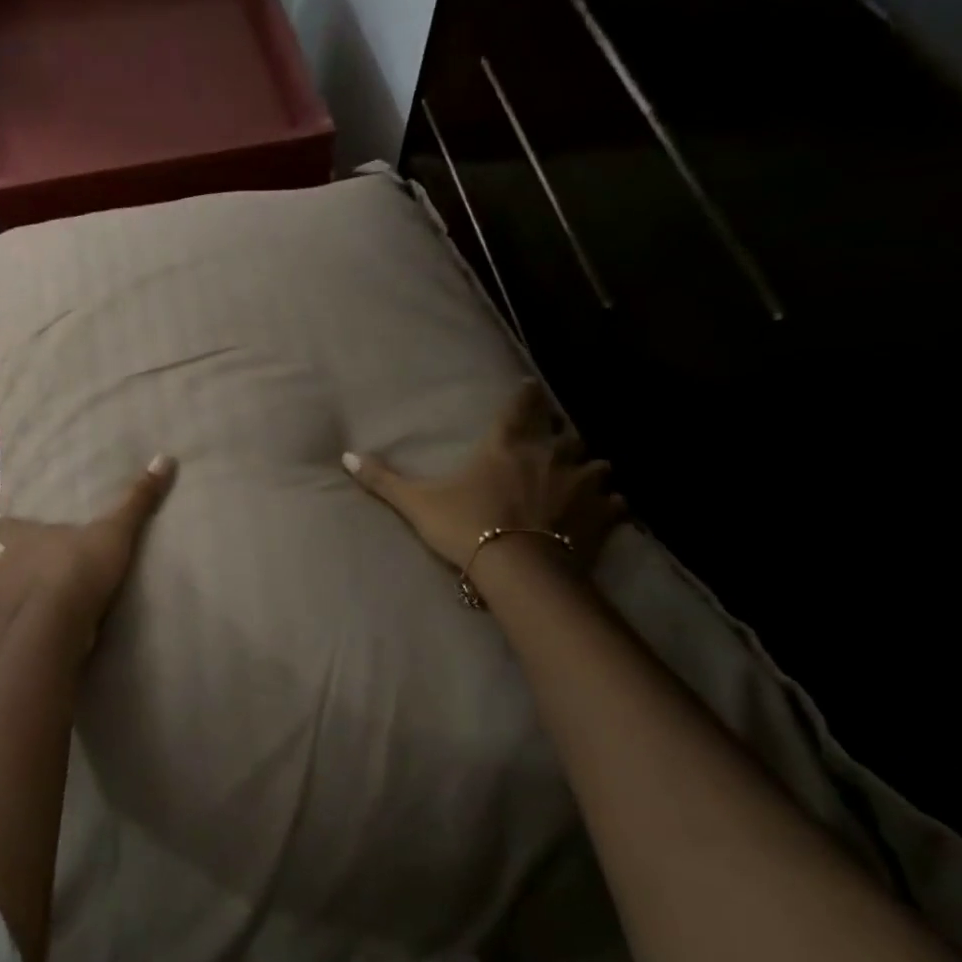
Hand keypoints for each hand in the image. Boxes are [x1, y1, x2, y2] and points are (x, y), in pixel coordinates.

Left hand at [0, 456, 176, 666]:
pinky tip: (23, 646)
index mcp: (20, 539)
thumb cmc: (79, 569)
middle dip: (8, 570)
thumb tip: (164, 457)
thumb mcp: (115, 532)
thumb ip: (137, 500)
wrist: (56, 627)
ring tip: (28, 614)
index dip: (9, 530)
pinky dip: (7, 640)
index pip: (2, 527)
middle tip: (29, 576)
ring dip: (7, 606)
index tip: (18, 534)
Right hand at [343, 379, 625, 571]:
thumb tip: (345, 456)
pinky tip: (607, 510)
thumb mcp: (417, 503)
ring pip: (597, 464)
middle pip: (565, 432)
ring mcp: (581, 486)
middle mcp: (549, 456)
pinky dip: (612, 504)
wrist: (519, 573)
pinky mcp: (601, 518)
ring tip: (585, 474)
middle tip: (555, 438)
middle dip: (561, 433)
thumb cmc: (467, 528)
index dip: (526, 395)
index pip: (521, 407)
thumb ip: (382, 480)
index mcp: (507, 446)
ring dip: (590, 467)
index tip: (531, 388)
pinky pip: (616, 503)